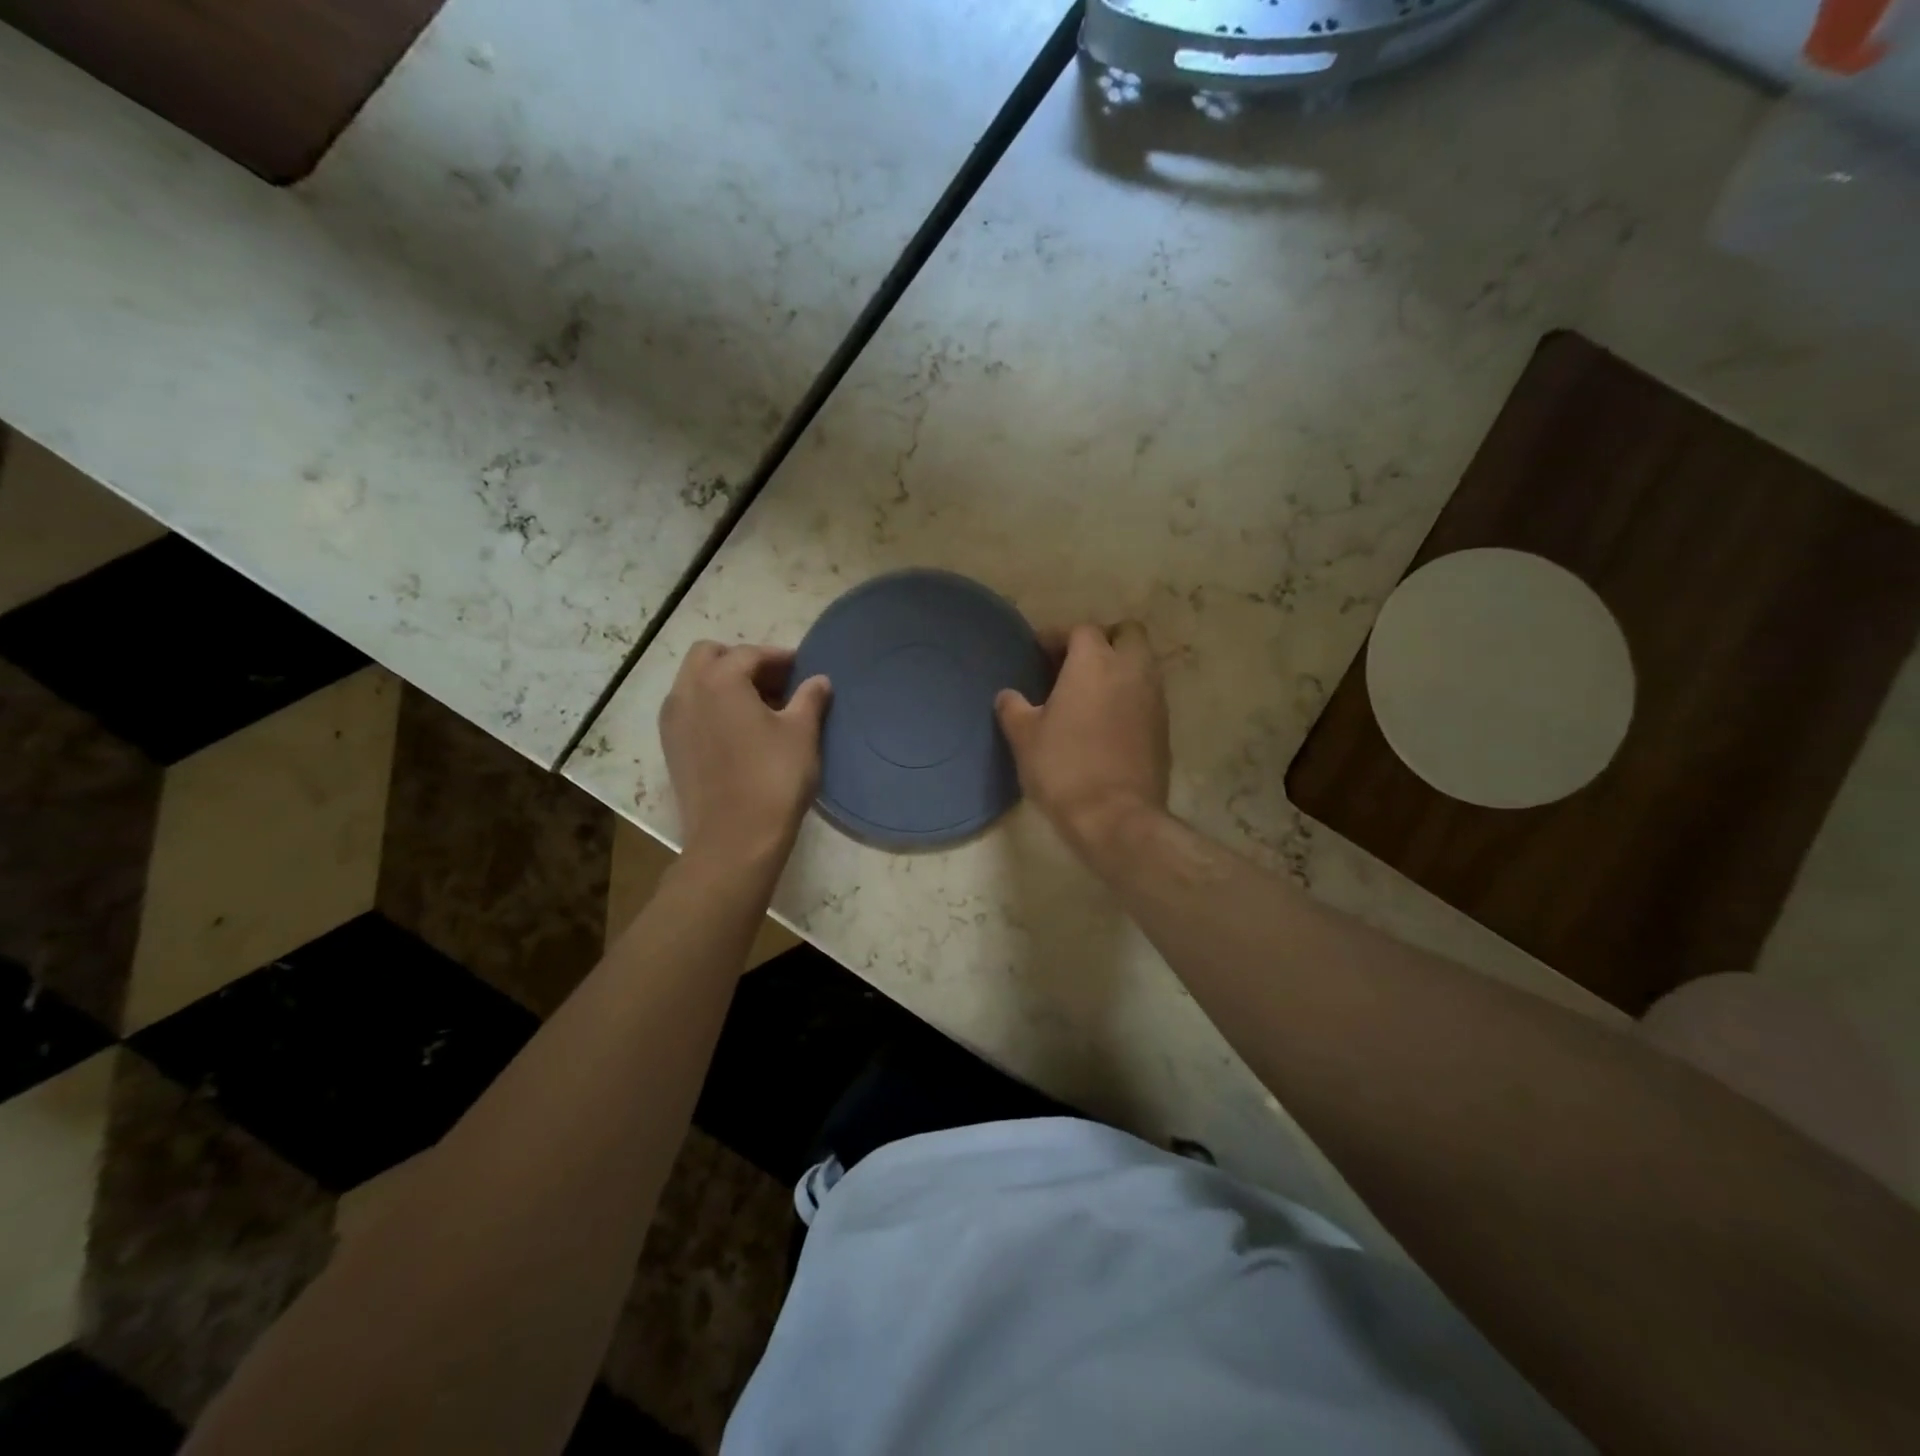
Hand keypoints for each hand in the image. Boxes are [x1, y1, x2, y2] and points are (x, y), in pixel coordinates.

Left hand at [659, 642, 830, 863]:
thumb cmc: (774, 778)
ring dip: (723, 682)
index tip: (802, 669)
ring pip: (695, 682)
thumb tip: (818, 680)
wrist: (734, 839)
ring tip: (759, 707)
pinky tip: (739, 731)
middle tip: (774, 682)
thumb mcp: (802, 733)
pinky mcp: (671, 747)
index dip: (779, 657)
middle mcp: (687, 692)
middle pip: (709, 656)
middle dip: (741, 661)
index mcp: (719, 680)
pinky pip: (689, 709)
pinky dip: (711, 706)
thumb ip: (810, 698)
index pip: (749, 653)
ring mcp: (673, 721)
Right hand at [995, 621, 1169, 852]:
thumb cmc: (1063, 768)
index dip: (1058, 636)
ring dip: (1120, 667)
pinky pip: (1148, 694)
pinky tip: (1107, 720)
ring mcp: (1154, 698)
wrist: (1115, 816)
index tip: (1039, 651)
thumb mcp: (1024, 737)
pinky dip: (1130, 695)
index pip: (1081, 630)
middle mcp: (1131, 670)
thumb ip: (1013, 708)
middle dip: (1103, 640)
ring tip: (1091, 692)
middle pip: (1127, 634)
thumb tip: (1008, 697)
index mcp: (1095, 662)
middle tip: (1076, 663)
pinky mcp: (1164, 727)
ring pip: (1143, 663)